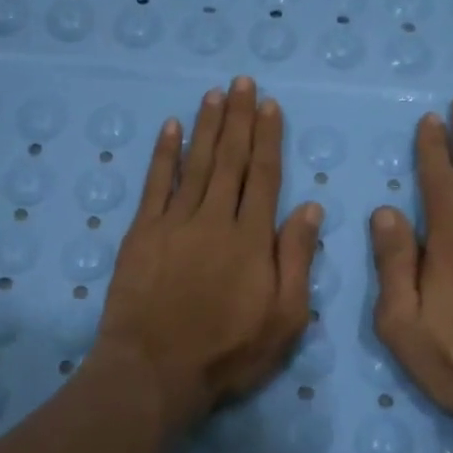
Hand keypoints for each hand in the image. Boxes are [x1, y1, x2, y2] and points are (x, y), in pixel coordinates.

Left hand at [98, 77, 322, 436]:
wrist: (155, 370)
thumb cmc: (227, 352)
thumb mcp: (285, 318)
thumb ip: (297, 259)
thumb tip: (310, 207)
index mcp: (252, 238)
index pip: (264, 176)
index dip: (268, 138)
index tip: (269, 105)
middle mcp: (215, 219)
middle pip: (230, 160)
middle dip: (238, 119)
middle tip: (241, 82)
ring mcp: (175, 222)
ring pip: (196, 163)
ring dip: (206, 126)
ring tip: (214, 94)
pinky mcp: (142, 233)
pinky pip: (155, 183)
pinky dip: (164, 154)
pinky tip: (170, 128)